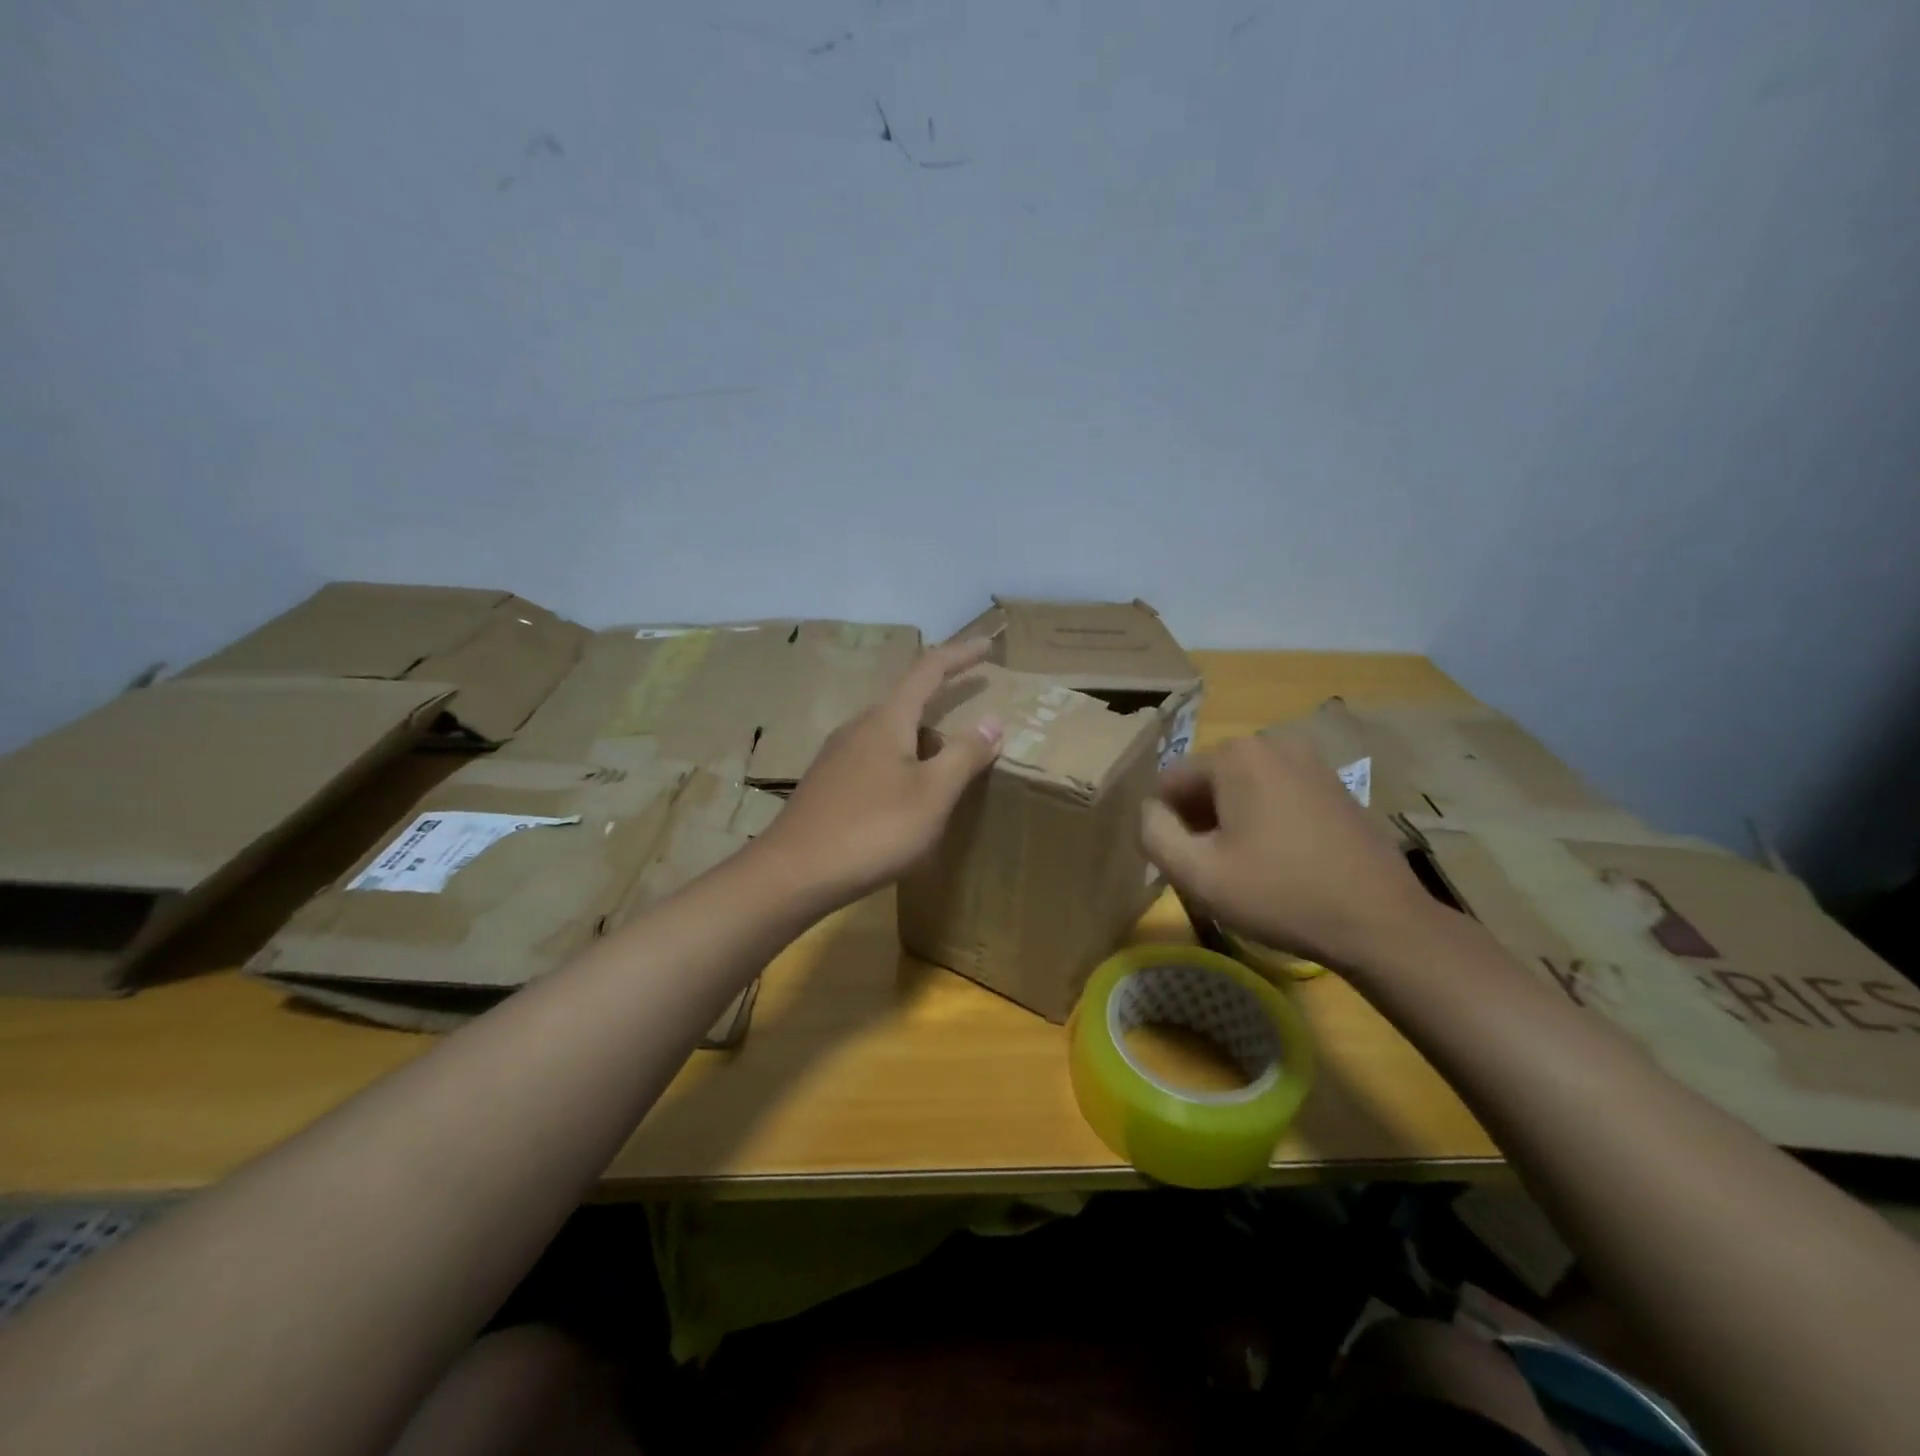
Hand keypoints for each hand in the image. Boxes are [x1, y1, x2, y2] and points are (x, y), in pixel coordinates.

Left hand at [754, 639, 1003, 905]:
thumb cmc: (873, 828)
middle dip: (943, 708)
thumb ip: (964, 755)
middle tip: (975, 730)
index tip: (988, 646)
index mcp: (887, 719)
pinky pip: (875, 761)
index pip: (928, 670)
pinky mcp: (827, 785)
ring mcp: (837, 757)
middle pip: (908, 705)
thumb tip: (992, 720)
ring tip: (948, 772)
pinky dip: (902, 767)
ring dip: (923, 744)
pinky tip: (908, 801)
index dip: (960, 656)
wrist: (793, 873)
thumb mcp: (932, 794)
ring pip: (890, 736)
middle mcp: (858, 728)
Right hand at [1141, 734, 1439, 970]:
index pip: (1170, 782)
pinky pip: (1277, 795)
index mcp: (1235, 755)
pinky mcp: (1334, 785)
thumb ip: (1154, 833)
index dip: (1167, 825)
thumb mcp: (1196, 873)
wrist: (1380, 922)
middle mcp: (1272, 743)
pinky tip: (1283, 861)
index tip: (1188, 864)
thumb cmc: (1279, 894)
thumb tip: (1149, 810)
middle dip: (1200, 821)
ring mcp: (1310, 761)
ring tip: (1249, 869)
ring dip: (1232, 822)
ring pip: (1242, 789)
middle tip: (1216, 870)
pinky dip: (1266, 821)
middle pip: (1207, 782)